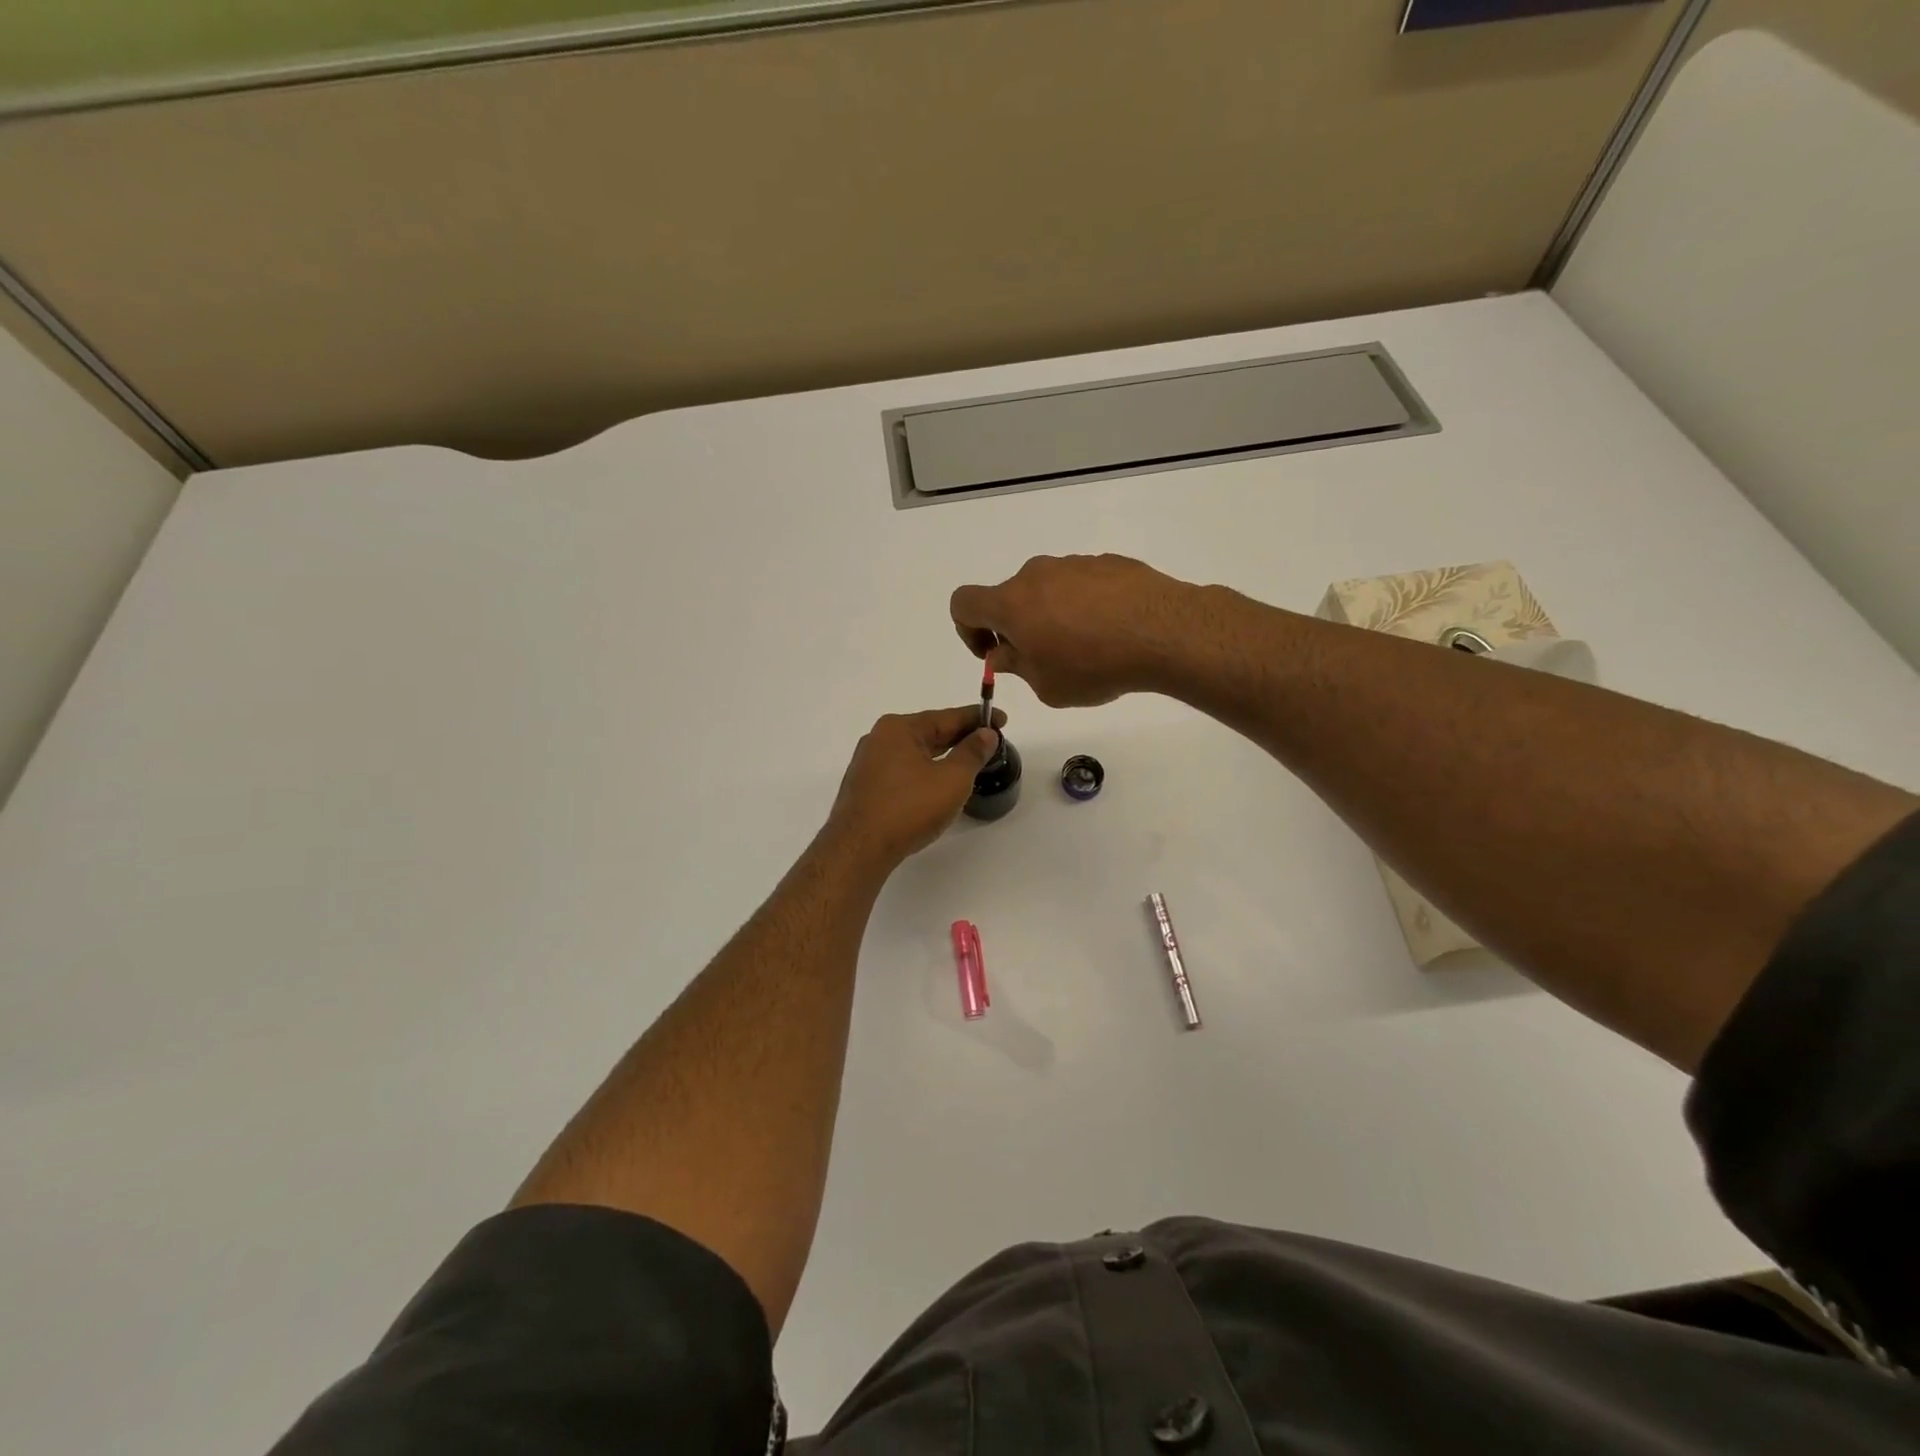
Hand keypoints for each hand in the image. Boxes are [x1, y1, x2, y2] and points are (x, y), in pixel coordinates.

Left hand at [825, 706, 1006, 867]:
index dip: (978, 718)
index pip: (947, 717)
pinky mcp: (865, 787)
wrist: (859, 849)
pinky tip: (936, 784)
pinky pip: (902, 770)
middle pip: (929, 732)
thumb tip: (985, 734)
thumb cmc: (909, 808)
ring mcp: (868, 763)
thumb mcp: (952, 779)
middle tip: (989, 743)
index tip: (1000, 719)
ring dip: (942, 755)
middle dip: (960, 737)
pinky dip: (924, 771)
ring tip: (967, 763)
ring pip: (915, 753)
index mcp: (899, 728)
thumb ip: (972, 753)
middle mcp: (880, 739)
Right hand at [950, 554, 1197, 706]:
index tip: (994, 652)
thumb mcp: (1046, 685)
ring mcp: (1073, 564)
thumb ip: (1016, 666)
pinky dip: (1084, 607)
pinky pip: (1081, 586)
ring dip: (1052, 616)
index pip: (963, 603)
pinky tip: (1111, 632)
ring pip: (1047, 591)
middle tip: (1044, 659)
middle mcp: (1036, 574)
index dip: (968, 630)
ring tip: (1085, 649)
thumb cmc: (1093, 666)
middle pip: (1009, 597)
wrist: (1163, 632)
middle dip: (1016, 628)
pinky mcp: (1107, 563)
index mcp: (1011, 603)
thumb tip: (1004, 652)